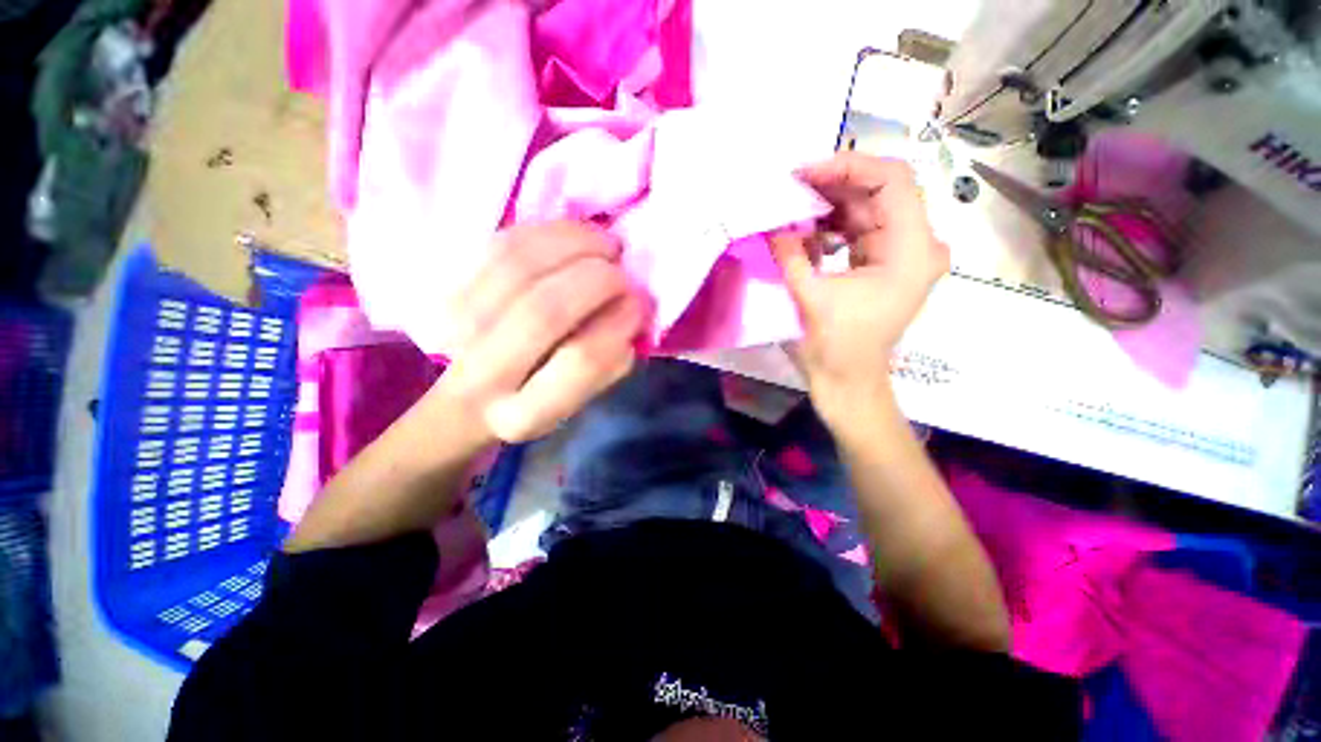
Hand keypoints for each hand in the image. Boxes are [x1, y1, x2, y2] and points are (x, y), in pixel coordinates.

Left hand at [436, 221, 647, 443]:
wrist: (471, 395)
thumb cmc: (538, 398)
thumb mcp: (583, 398)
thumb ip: (611, 361)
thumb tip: (630, 306)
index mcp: (524, 415)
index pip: (581, 360)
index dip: (619, 323)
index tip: (638, 304)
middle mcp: (483, 375)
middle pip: (546, 309)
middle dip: (599, 279)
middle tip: (622, 270)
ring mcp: (454, 329)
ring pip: (520, 265)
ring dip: (575, 244)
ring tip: (604, 245)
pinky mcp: (444, 290)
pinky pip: (502, 243)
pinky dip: (547, 232)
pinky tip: (576, 236)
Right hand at [770, 153, 948, 424]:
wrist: (847, 383)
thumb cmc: (834, 347)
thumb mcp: (808, 297)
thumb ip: (790, 253)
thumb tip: (772, 221)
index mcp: (910, 250)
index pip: (892, 181)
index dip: (848, 167)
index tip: (805, 171)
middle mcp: (917, 245)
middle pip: (879, 192)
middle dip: (833, 185)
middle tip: (790, 185)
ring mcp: (903, 254)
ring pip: (868, 210)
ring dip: (830, 205)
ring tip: (792, 205)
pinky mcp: (885, 264)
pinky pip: (860, 230)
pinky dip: (833, 226)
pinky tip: (805, 230)